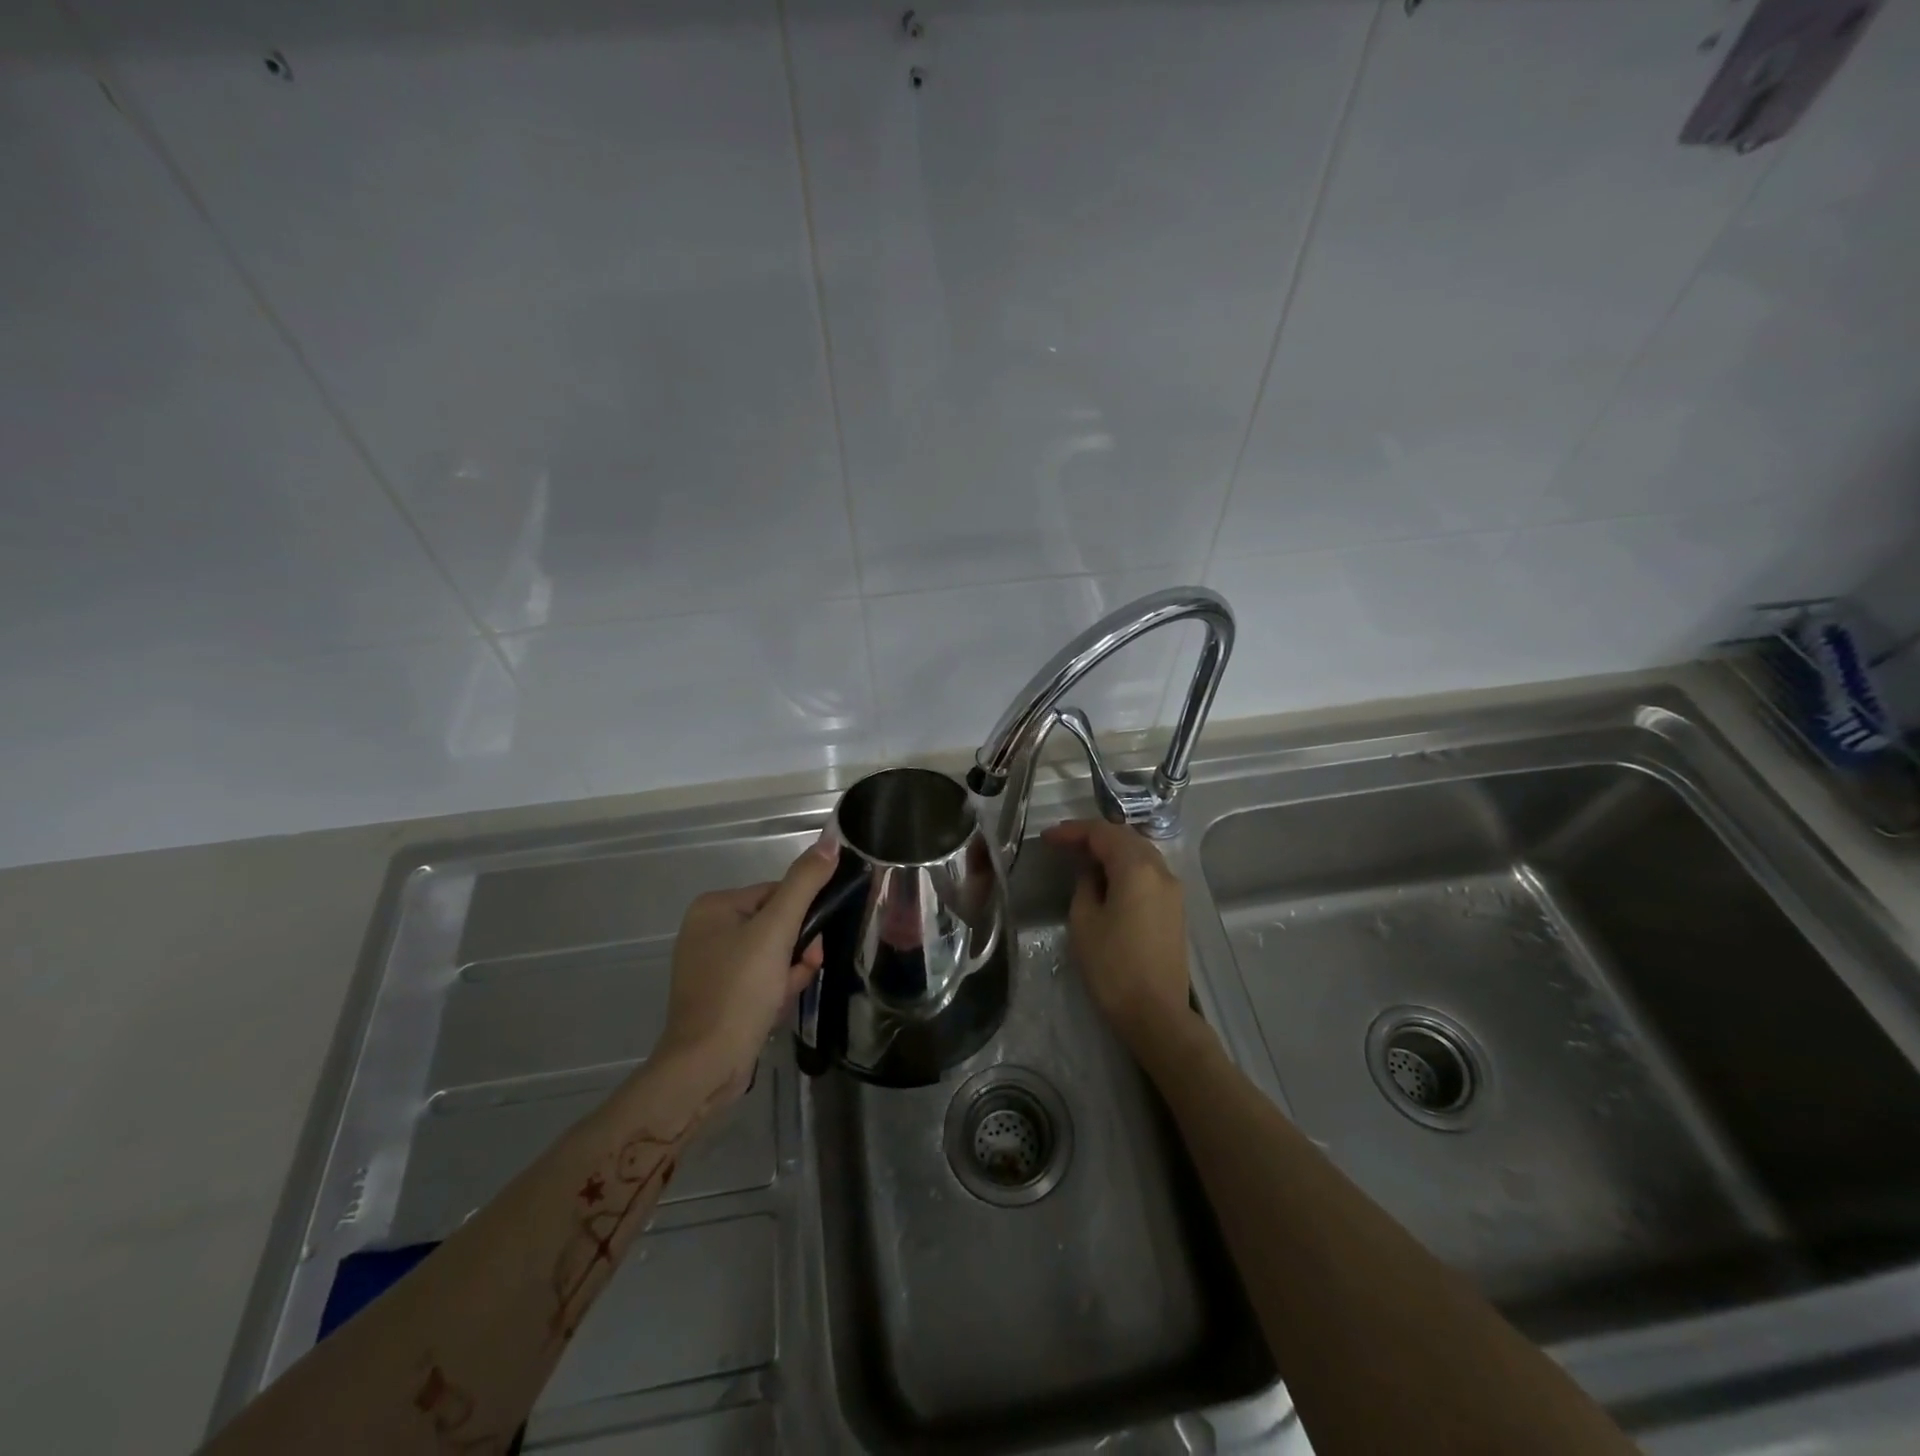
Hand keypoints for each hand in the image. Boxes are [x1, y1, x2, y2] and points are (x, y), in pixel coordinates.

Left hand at [654, 828, 839, 1095]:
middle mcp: (708, 931)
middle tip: (802, 969)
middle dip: (798, 948)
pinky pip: (761, 979)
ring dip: (791, 970)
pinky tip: (776, 1007)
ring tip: (786, 993)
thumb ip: (805, 883)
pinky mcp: (721, 996)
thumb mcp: (777, 930)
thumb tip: (831, 841)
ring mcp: (712, 966)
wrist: (707, 1066)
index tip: (811, 944)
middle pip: (777, 924)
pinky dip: (776, 989)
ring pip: (774, 954)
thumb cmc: (739, 990)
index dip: (802, 917)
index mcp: (713, 907)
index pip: (777, 893)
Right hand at [1041, 819, 1195, 1054]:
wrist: (1156, 1013)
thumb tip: (1092, 873)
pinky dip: (1125, 867)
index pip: (1103, 833)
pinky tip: (1107, 879)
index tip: (1048, 838)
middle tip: (1063, 844)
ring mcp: (1173, 890)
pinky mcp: (1175, 909)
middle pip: (1126, 838)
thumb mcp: (1084, 921)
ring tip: (1082, 858)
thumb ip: (1086, 885)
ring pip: (1140, 854)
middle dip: (1093, 836)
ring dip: (1111, 850)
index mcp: (1137, 869)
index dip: (1073, 831)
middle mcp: (1161, 871)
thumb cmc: (1113, 967)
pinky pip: (1148, 873)